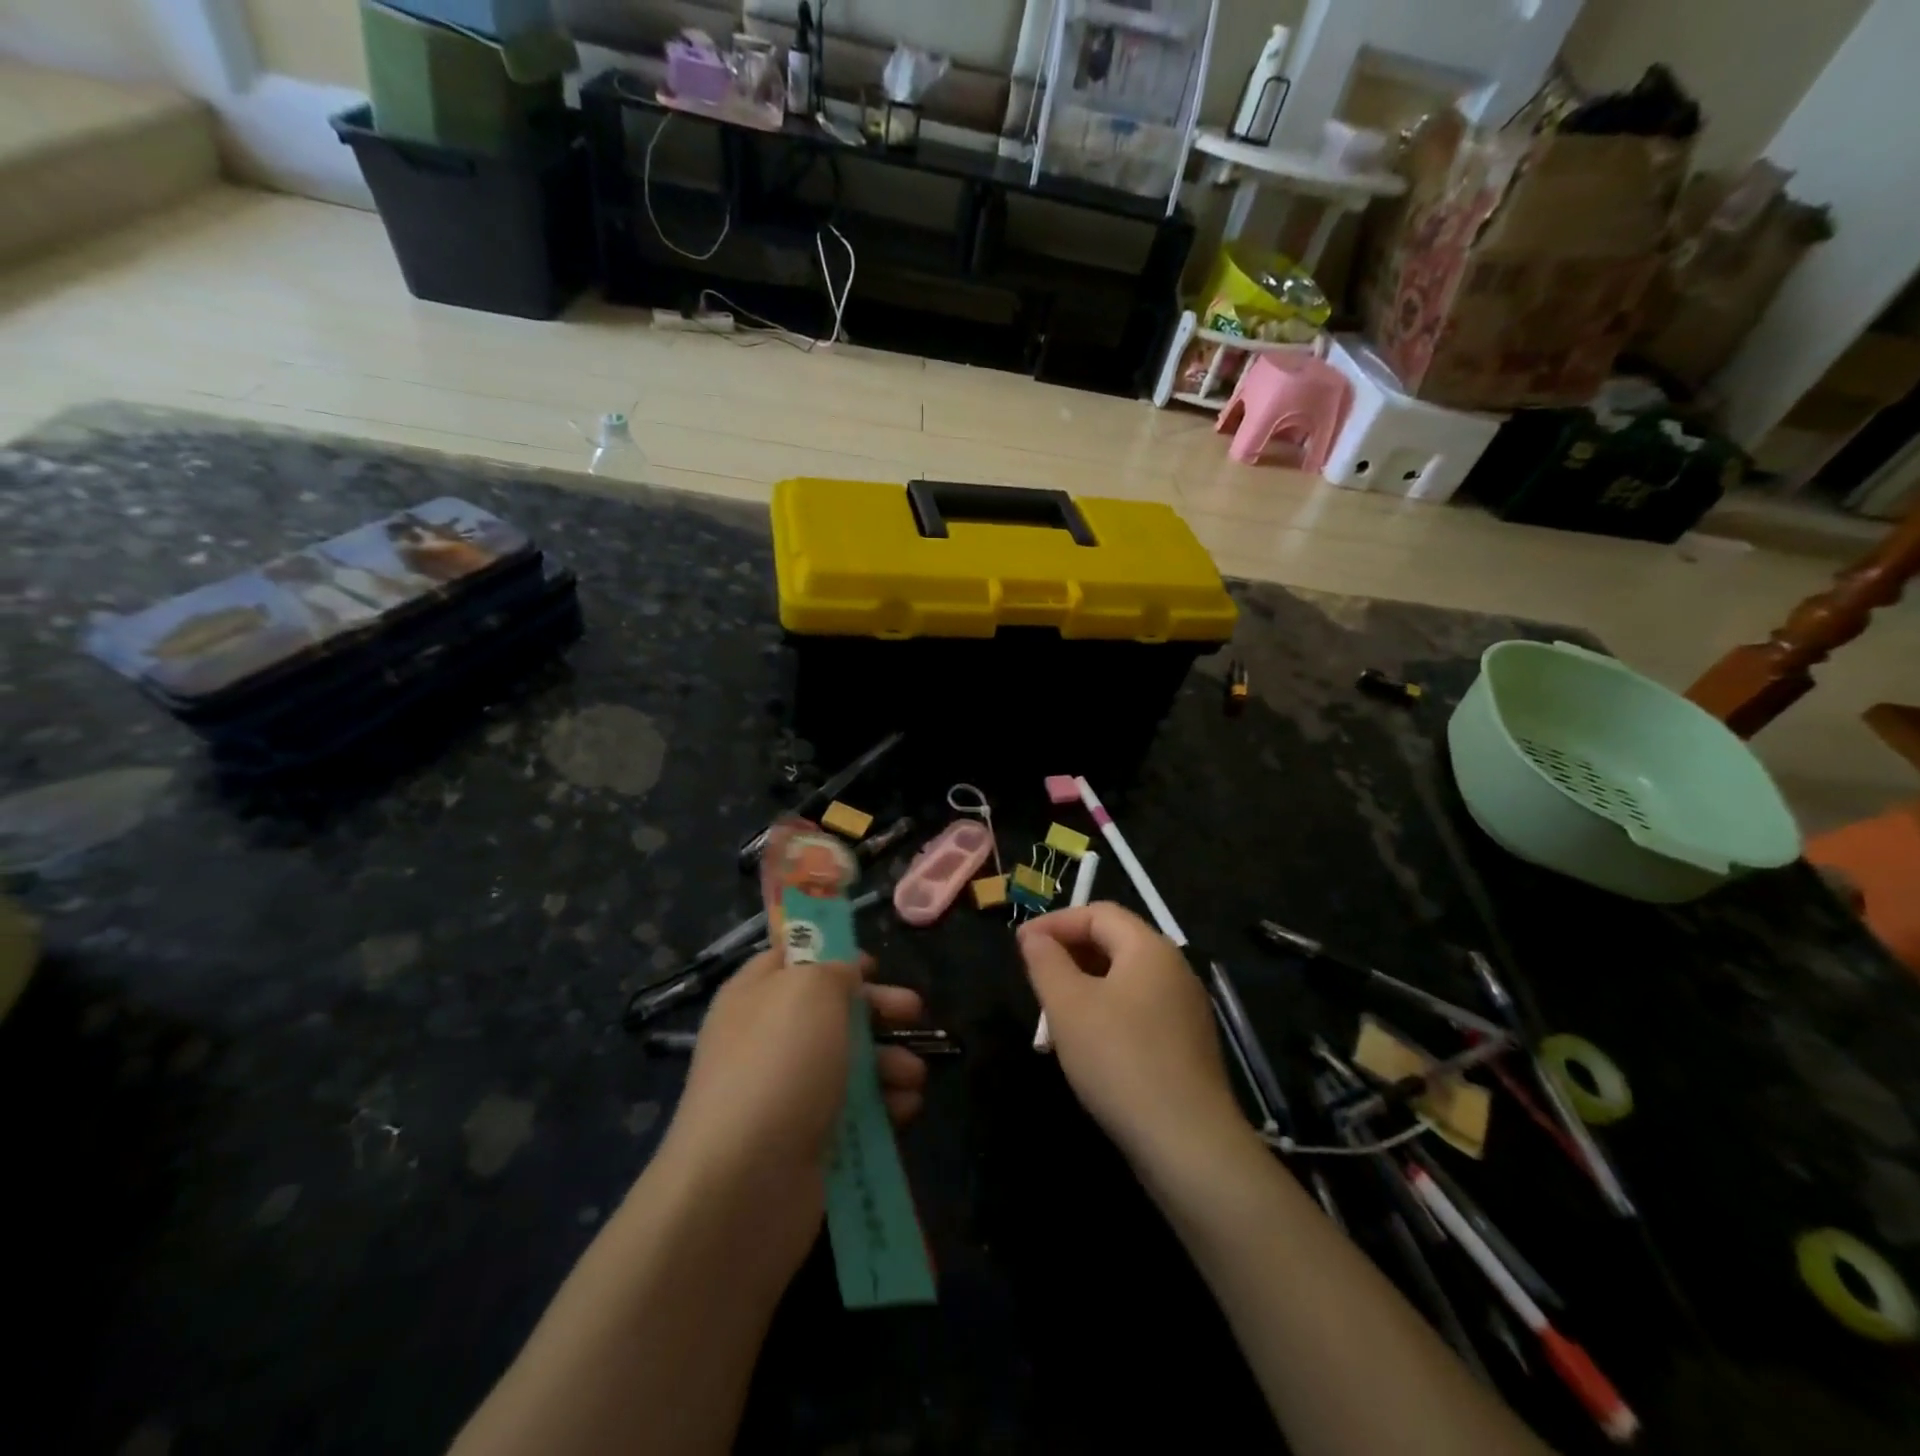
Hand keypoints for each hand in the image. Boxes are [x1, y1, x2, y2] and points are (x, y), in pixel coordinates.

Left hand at [653, 950, 927, 1282]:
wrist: (746, 1182)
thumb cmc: (780, 1063)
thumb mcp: (811, 990)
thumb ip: (835, 970)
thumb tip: (846, 975)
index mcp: (755, 995)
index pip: (791, 958)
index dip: (832, 953)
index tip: (874, 963)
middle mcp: (767, 1039)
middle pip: (831, 1011)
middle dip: (878, 1009)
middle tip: (914, 1011)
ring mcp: (786, 1092)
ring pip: (849, 1062)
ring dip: (890, 1061)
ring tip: (914, 1075)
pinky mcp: (808, 1139)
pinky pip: (855, 1111)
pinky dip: (885, 1105)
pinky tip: (906, 1108)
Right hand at [1018, 903, 1244, 1166]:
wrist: (1188, 1143)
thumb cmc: (1119, 1060)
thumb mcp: (1068, 1005)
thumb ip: (1046, 962)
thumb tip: (1033, 936)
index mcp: (1150, 948)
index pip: (1098, 912)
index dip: (1056, 922)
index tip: (1020, 944)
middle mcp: (1175, 968)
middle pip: (1116, 941)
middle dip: (1071, 950)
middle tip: (1036, 974)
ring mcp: (1186, 1008)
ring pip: (1127, 977)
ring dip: (1087, 982)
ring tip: (1055, 1010)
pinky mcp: (1188, 1044)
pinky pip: (1141, 1008)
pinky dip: (1109, 1009)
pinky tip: (1090, 1041)